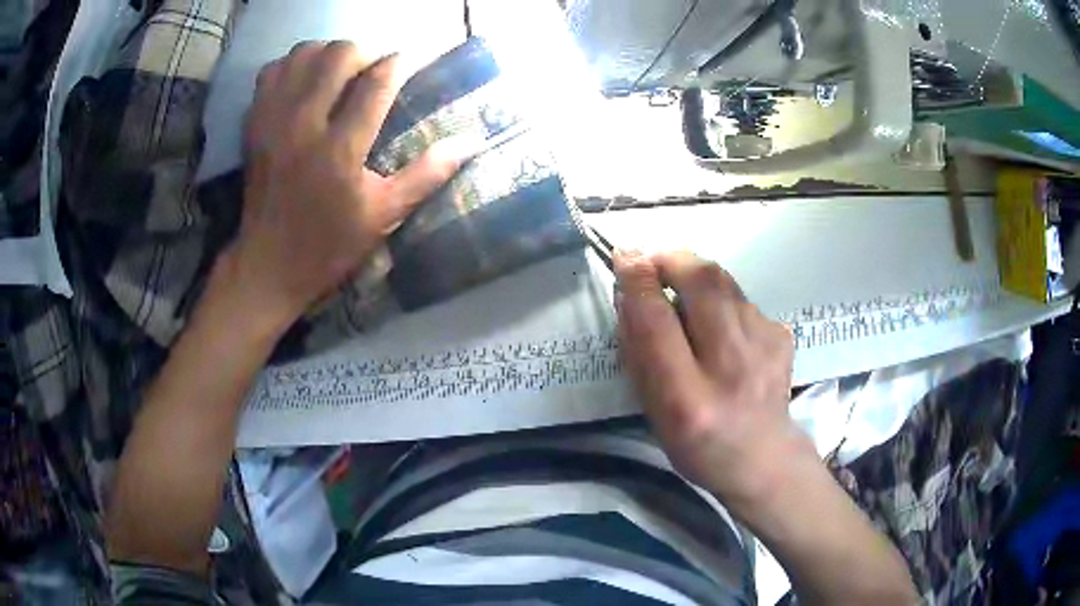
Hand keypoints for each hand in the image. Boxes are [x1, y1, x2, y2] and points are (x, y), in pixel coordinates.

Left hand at [222, 41, 467, 331]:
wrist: (268, 265)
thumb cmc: (330, 245)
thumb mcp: (384, 216)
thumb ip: (427, 174)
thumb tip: (473, 141)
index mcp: (340, 150)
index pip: (377, 83)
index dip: (400, 63)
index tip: (410, 62)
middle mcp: (304, 126)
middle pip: (338, 55)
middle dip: (364, 53)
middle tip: (372, 72)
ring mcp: (274, 122)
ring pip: (303, 55)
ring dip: (327, 55)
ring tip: (338, 74)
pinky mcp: (254, 125)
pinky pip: (272, 72)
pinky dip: (292, 67)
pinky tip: (304, 83)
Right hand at [615, 250, 805, 505]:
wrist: (762, 457)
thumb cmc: (697, 443)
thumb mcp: (654, 411)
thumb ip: (639, 354)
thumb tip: (630, 294)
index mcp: (688, 400)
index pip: (658, 323)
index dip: (638, 282)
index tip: (624, 257)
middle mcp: (732, 367)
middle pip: (703, 282)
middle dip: (672, 260)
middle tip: (654, 264)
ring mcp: (765, 347)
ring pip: (725, 282)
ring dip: (696, 277)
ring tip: (685, 298)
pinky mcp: (782, 335)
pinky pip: (742, 299)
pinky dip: (722, 301)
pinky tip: (721, 327)